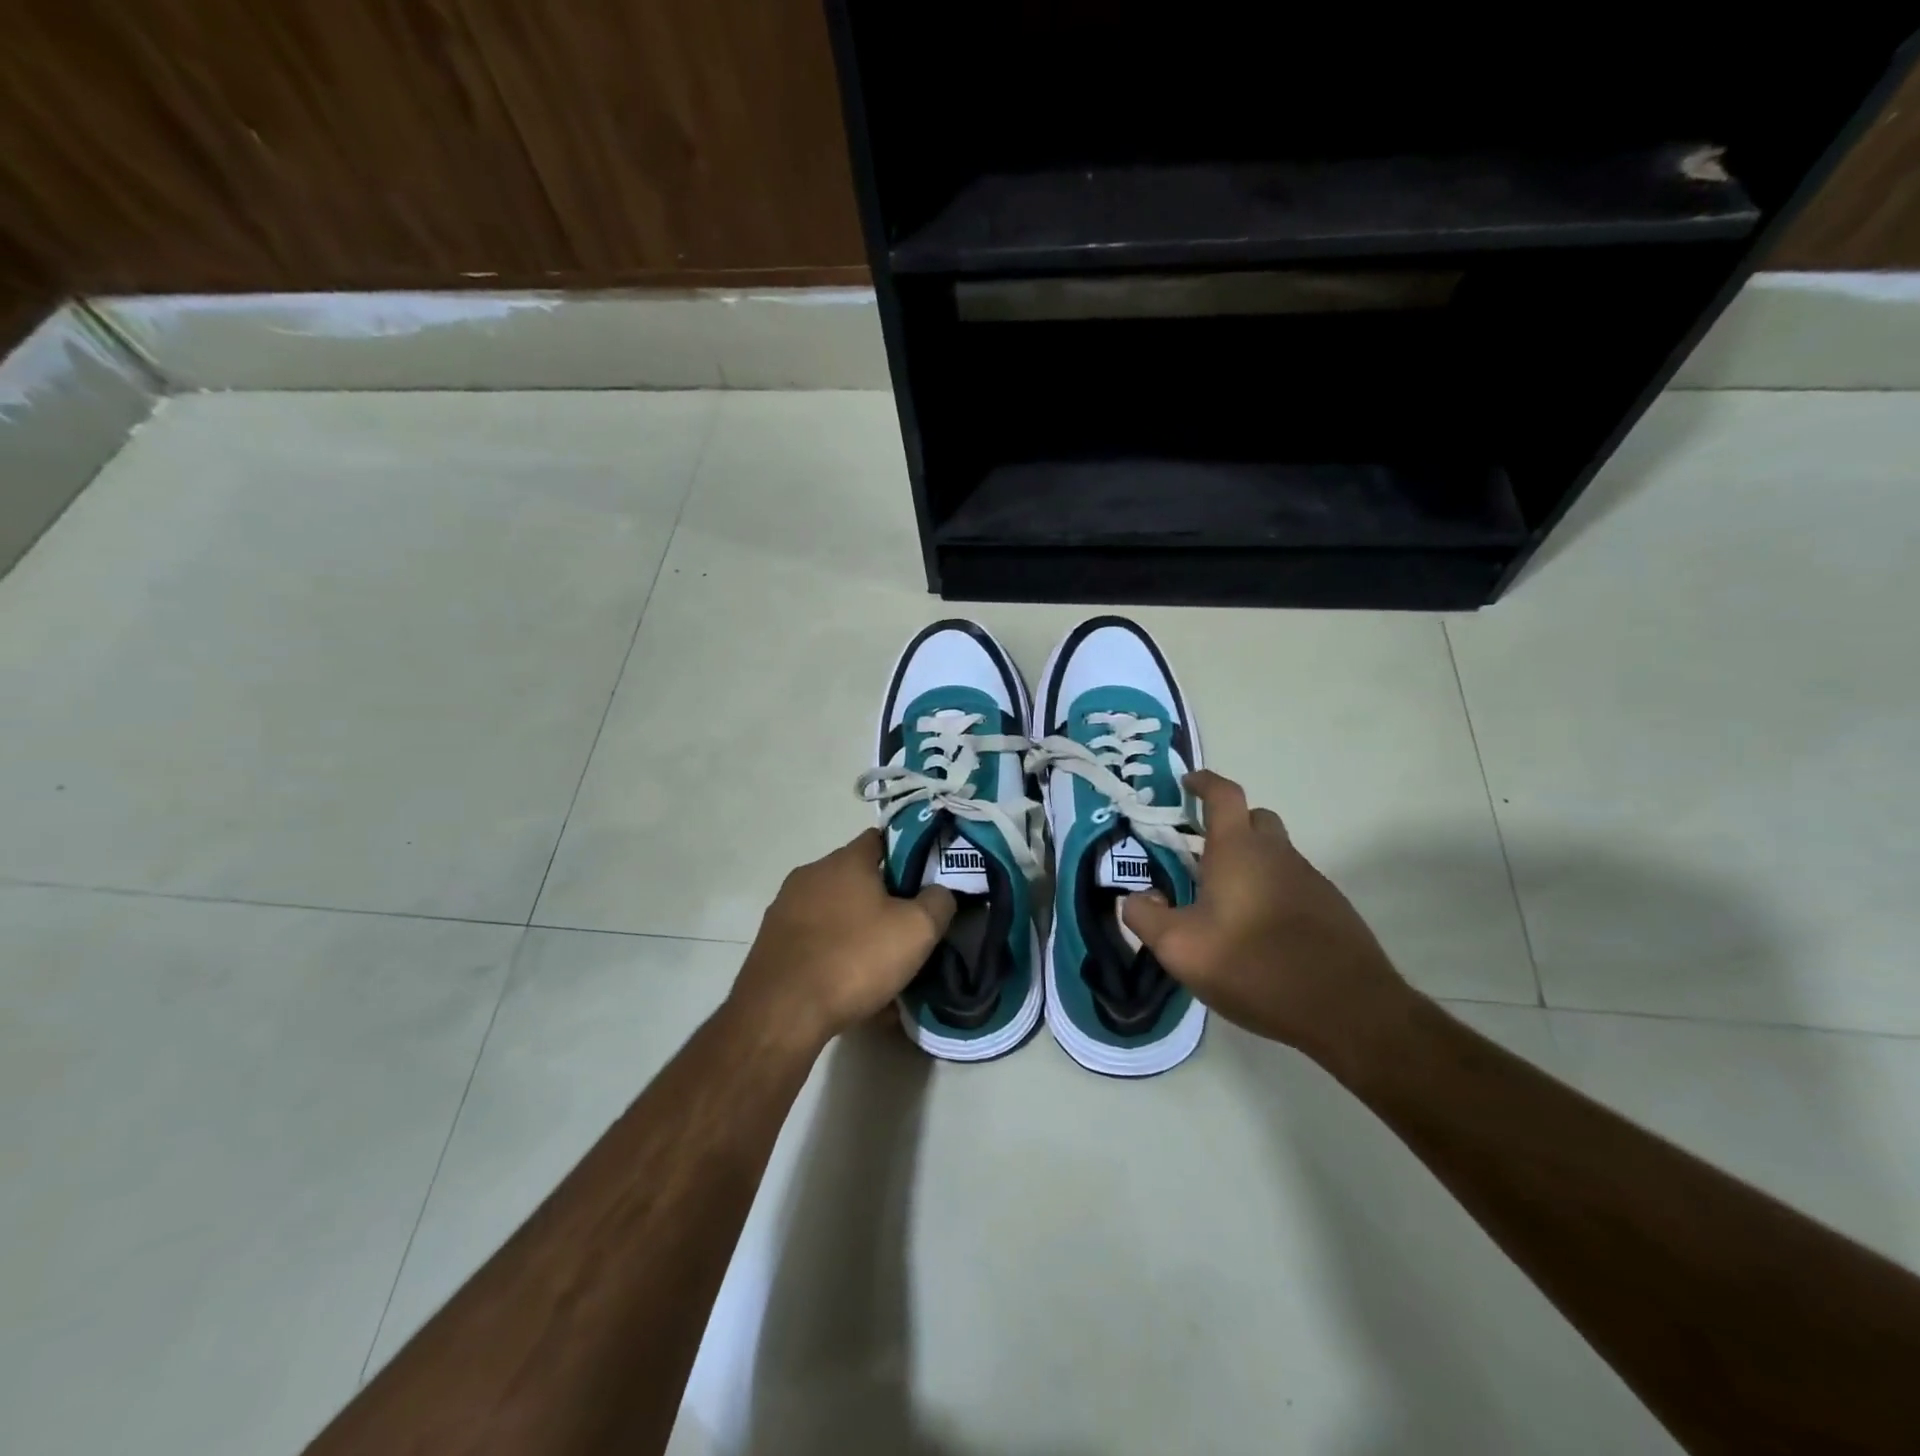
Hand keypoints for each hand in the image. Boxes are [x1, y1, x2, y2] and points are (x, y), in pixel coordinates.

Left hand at [730, 828, 955, 1050]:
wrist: (781, 1013)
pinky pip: (815, 940)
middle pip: (857, 877)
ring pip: (835, 912)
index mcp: (845, 861)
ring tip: (879, 965)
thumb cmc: (854, 959)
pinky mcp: (771, 942)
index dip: (907, 855)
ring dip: (857, 930)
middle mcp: (811, 874)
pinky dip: (834, 955)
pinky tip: (849, 987)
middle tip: (906, 928)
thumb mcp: (917, 930)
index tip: (925, 880)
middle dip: (882, 898)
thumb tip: (940, 892)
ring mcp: (785, 907)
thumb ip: (938, 902)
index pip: (881, 839)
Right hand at [1122, 770, 1414, 1064]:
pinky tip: (1259, 933)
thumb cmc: (1254, 966)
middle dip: (1227, 825)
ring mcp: (1310, 880)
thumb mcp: (1179, 948)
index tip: (1187, 783)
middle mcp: (1277, 854)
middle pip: (1254, 819)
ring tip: (1224, 904)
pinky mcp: (1331, 909)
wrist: (1346, 1009)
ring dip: (1249, 864)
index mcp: (1238, 850)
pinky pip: (1292, 884)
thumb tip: (1134, 897)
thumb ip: (1145, 917)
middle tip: (1200, 855)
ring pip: (1274, 854)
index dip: (1204, 782)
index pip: (1223, 794)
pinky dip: (1271, 892)